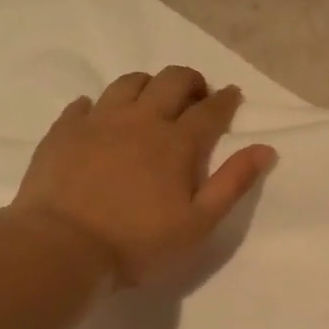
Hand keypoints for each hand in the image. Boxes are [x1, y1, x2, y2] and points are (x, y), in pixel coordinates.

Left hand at [11, 66, 276, 284]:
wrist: (62, 247)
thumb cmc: (139, 242)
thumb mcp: (199, 223)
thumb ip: (233, 183)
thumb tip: (265, 148)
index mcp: (178, 142)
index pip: (210, 110)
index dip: (226, 100)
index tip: (233, 95)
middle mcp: (141, 120)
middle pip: (171, 81)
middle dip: (191, 81)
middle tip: (196, 96)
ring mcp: (99, 121)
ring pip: (129, 83)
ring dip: (149, 84)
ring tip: (152, 101)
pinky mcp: (64, 131)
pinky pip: (85, 103)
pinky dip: (100, 105)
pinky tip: (101, 117)